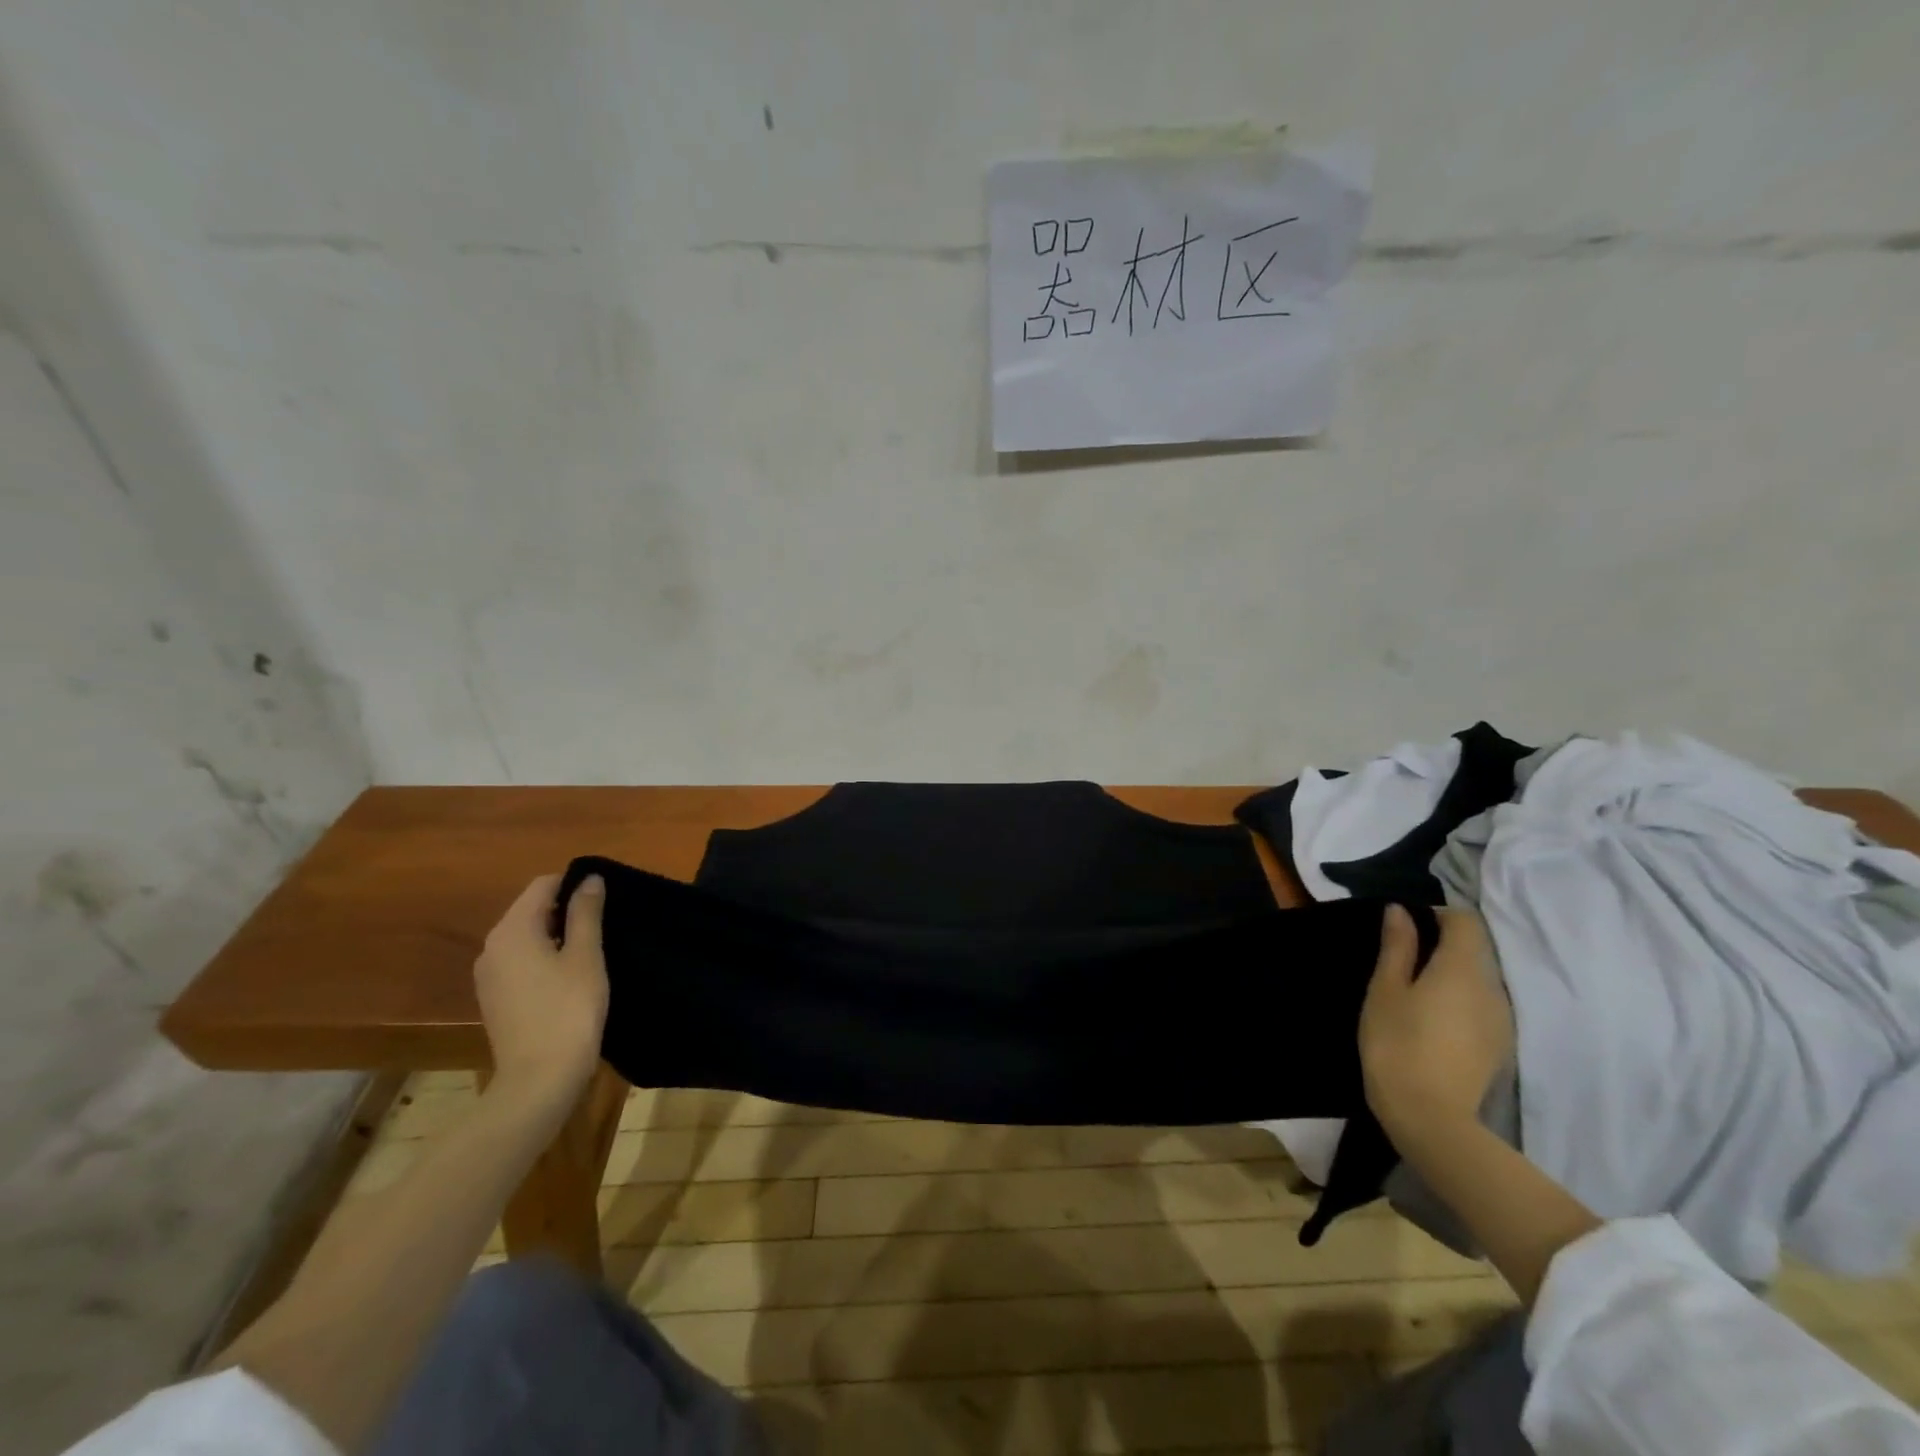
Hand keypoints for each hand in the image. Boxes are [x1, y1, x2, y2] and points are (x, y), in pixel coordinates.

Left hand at [474, 874, 608, 1108]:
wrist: (539, 1080)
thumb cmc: (568, 1010)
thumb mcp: (585, 955)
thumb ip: (586, 912)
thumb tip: (590, 879)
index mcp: (512, 930)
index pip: (542, 885)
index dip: (575, 883)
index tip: (606, 899)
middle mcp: (492, 946)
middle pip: (531, 909)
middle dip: (566, 909)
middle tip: (605, 924)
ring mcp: (489, 975)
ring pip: (527, 936)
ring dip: (557, 935)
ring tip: (591, 950)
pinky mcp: (494, 998)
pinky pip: (521, 961)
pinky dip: (544, 957)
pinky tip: (570, 976)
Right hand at [1358, 905, 1513, 1145]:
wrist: (1430, 1115)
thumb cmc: (1397, 1042)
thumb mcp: (1385, 989)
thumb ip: (1397, 947)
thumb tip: (1401, 911)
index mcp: (1462, 968)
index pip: (1464, 921)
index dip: (1437, 914)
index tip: (1406, 926)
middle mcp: (1492, 987)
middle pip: (1474, 950)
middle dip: (1442, 945)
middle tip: (1402, 960)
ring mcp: (1501, 1019)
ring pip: (1478, 980)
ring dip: (1451, 975)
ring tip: (1415, 992)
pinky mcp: (1500, 1045)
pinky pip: (1482, 1006)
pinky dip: (1460, 1001)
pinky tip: (1433, 1021)